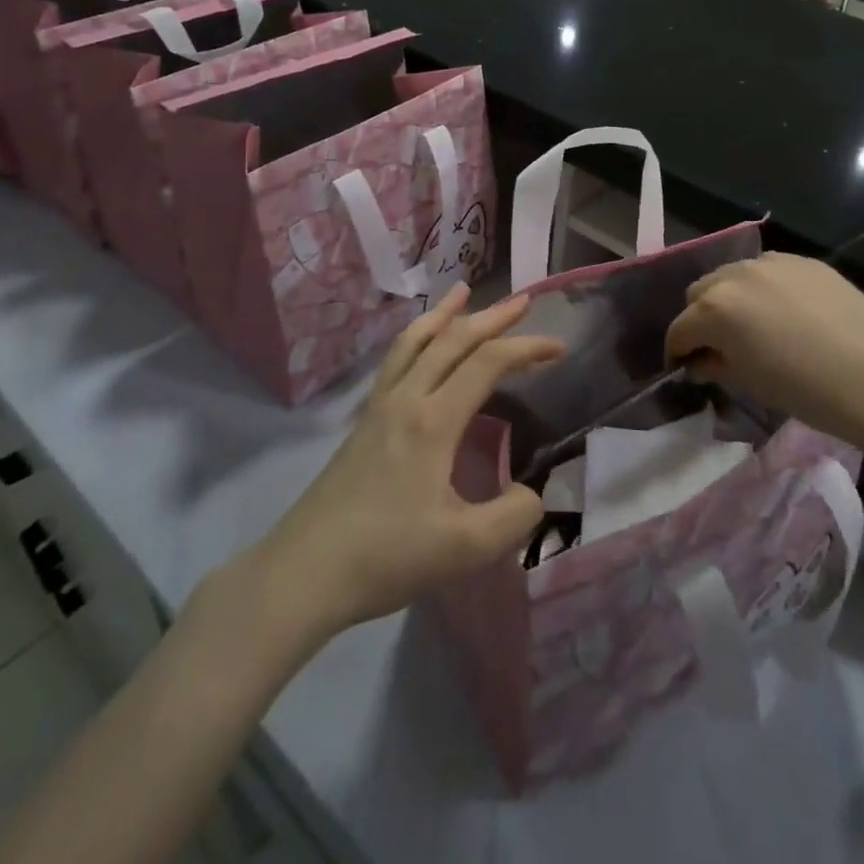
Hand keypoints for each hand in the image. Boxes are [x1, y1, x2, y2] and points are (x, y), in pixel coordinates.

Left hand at [246, 286, 560, 639]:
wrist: (304, 572)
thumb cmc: (386, 556)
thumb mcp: (464, 548)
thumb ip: (512, 516)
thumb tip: (532, 492)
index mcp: (433, 420)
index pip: (487, 363)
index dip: (526, 348)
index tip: (559, 347)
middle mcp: (406, 398)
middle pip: (452, 340)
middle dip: (492, 317)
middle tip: (523, 300)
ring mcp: (379, 406)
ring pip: (415, 341)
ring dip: (445, 314)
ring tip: (463, 291)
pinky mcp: (363, 421)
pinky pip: (395, 360)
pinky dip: (416, 337)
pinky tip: (419, 344)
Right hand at [664, 253, 863, 446]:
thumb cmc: (805, 389)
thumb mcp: (750, 383)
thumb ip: (716, 365)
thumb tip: (701, 360)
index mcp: (714, 309)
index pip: (680, 328)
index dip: (677, 351)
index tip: (684, 366)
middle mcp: (734, 275)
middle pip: (699, 292)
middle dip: (700, 319)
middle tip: (717, 345)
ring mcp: (771, 262)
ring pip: (732, 275)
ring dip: (729, 298)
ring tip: (751, 323)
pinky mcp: (802, 261)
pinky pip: (768, 270)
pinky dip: (763, 287)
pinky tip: (784, 311)